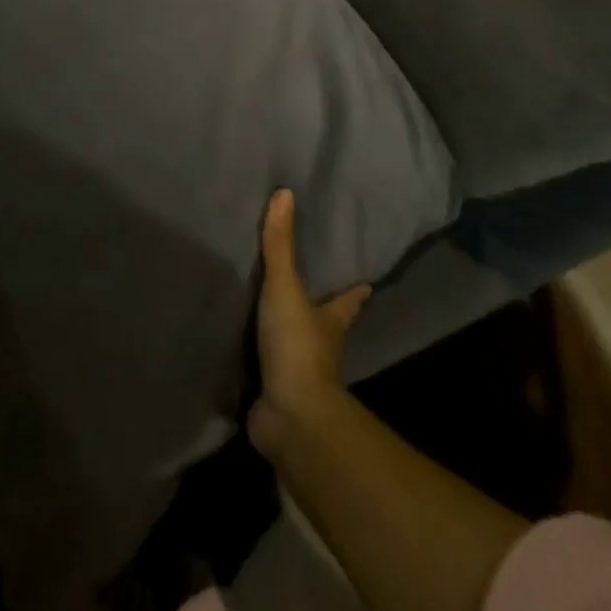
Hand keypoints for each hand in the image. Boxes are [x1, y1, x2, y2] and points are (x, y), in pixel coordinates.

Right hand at [249, 189, 370, 461]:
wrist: (291, 417)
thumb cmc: (297, 346)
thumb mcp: (286, 288)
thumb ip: (280, 244)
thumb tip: (284, 192)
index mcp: (330, 322)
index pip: (348, 301)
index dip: (355, 292)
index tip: (367, 283)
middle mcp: (321, 347)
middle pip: (326, 324)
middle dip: (324, 312)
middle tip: (315, 293)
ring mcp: (300, 375)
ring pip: (298, 348)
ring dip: (289, 336)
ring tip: (272, 317)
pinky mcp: (275, 395)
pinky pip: (266, 372)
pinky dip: (260, 363)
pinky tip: (243, 354)